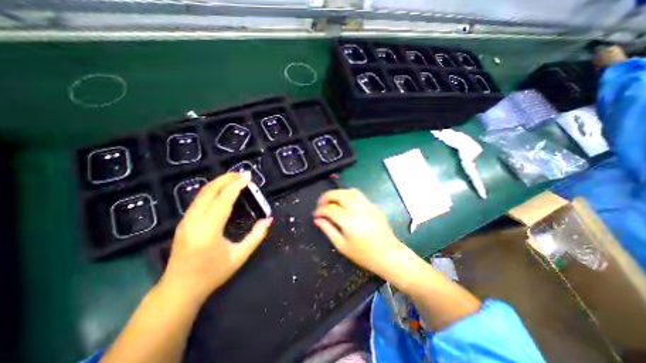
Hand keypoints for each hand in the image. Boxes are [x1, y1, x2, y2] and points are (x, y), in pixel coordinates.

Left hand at [163, 173, 272, 302]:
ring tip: (235, 178)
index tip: (248, 176)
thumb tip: (268, 219)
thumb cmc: (212, 274)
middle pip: (209, 191)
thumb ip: (256, 236)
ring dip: (219, 182)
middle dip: (226, 179)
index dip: (236, 186)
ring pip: (202, 193)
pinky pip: (199, 199)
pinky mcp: (184, 222)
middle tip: (242, 174)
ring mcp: (186, 220)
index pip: (223, 200)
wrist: (179, 290)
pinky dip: (213, 190)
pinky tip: (223, 190)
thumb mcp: (239, 256)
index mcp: (208, 230)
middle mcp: (194, 221)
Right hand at [313, 188, 406, 278]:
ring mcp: (367, 206)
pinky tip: (344, 203)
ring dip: (337, 193)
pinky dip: (347, 195)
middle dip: (326, 196)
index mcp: (349, 222)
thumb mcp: (341, 245)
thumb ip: (328, 230)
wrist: (388, 255)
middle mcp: (358, 209)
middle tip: (320, 204)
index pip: (329, 209)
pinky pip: (358, 195)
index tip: (315, 215)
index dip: (319, 211)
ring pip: (349, 191)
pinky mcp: (373, 206)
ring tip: (331, 202)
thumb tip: (317, 219)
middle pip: (339, 194)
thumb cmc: (364, 255)